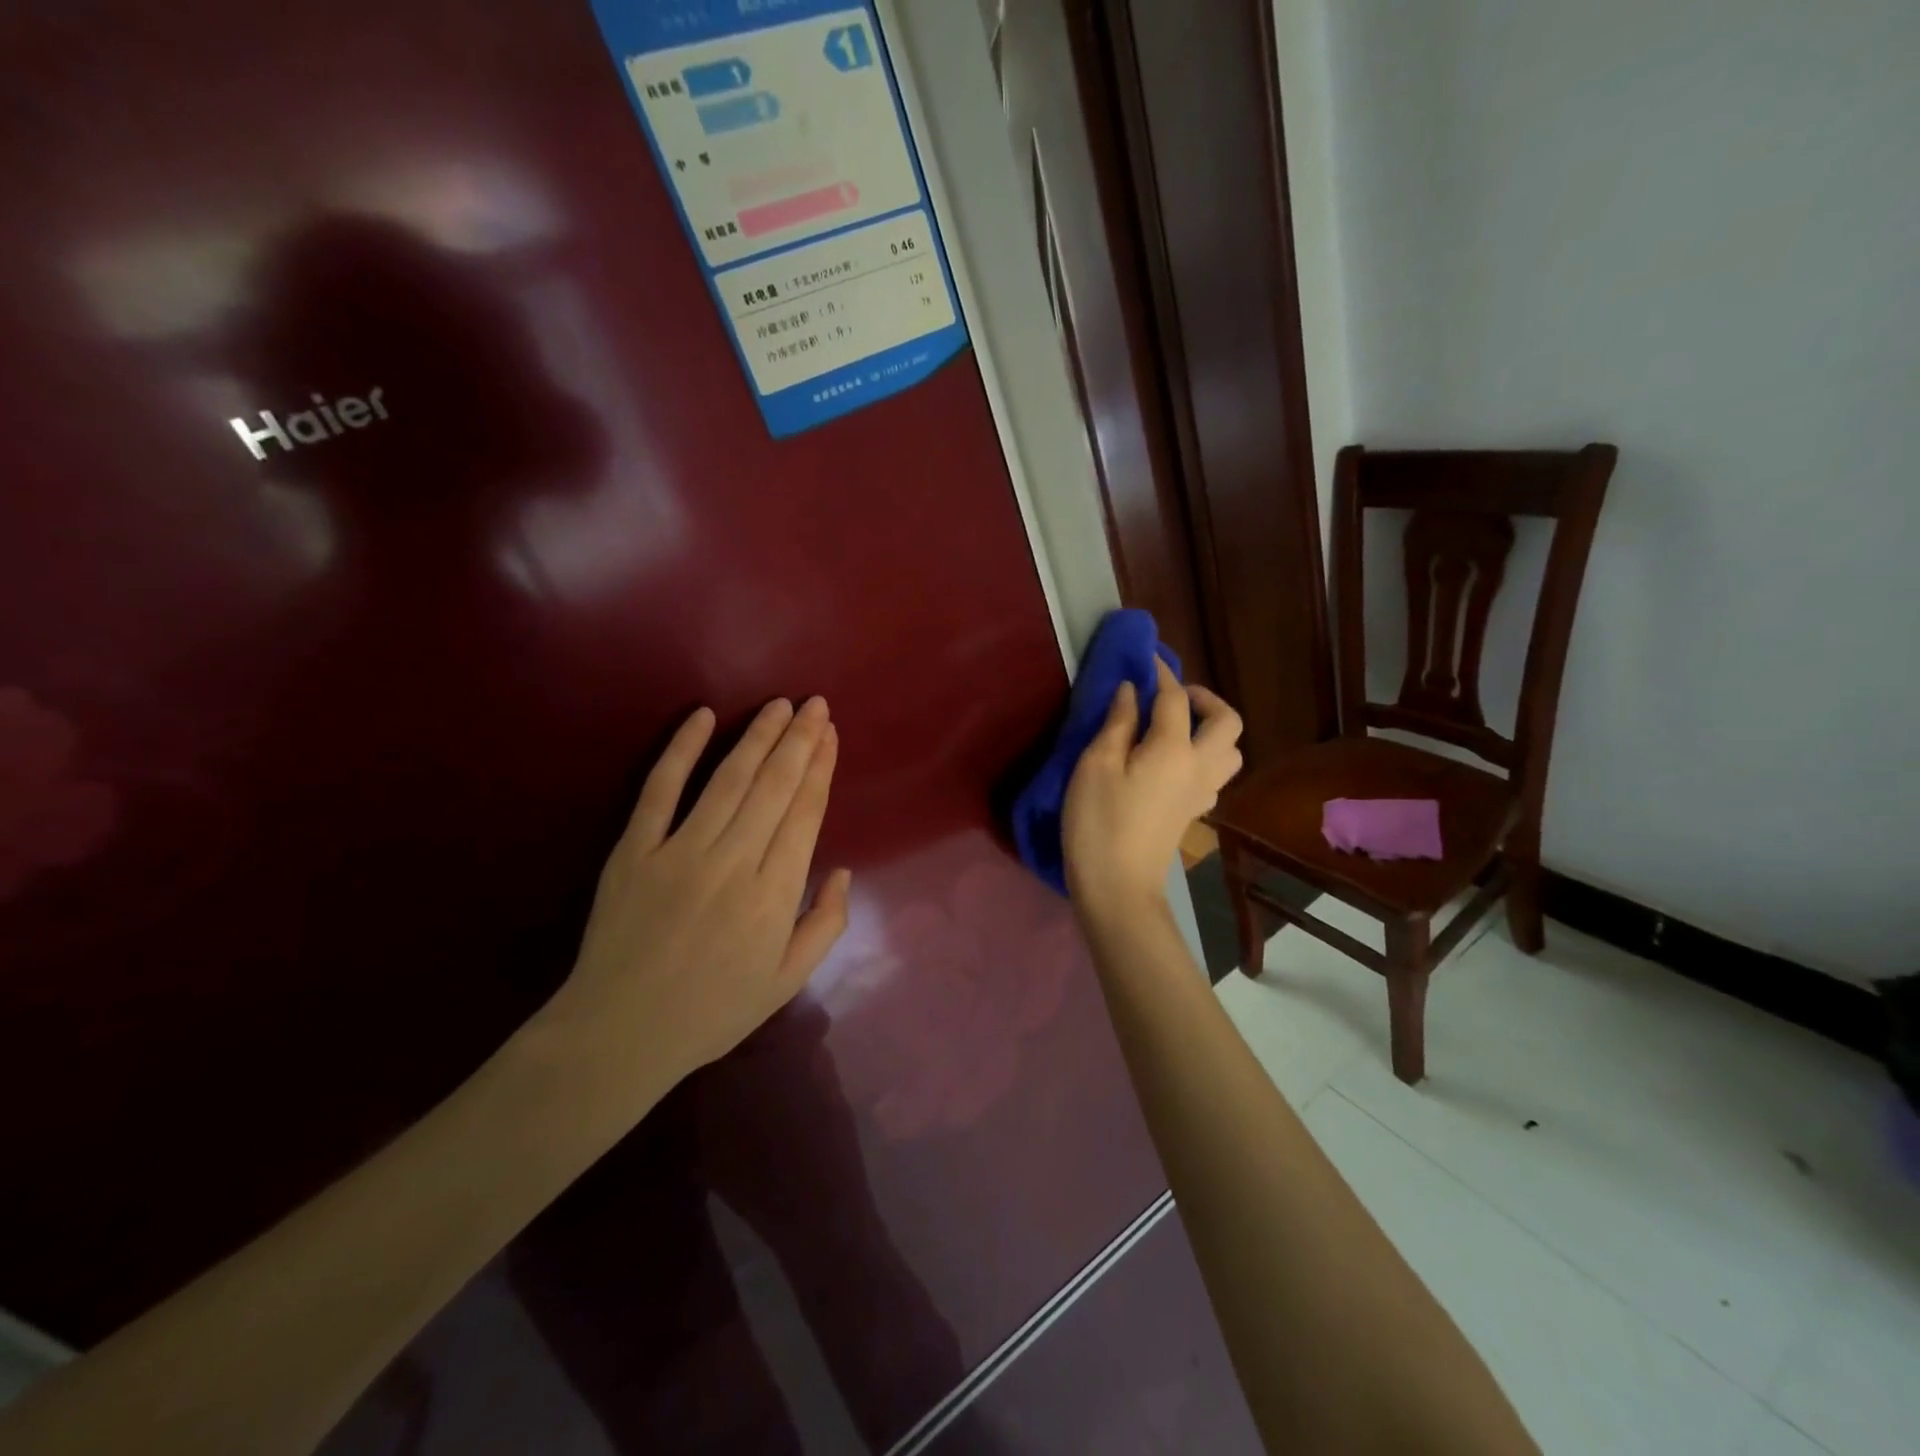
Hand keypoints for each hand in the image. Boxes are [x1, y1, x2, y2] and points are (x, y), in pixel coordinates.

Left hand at [543, 697, 851, 1102]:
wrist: (620, 1034)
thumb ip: (825, 925)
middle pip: (775, 786)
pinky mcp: (634, 850)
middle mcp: (734, 862)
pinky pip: (661, 790)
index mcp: (775, 894)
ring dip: (757, 736)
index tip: (830, 734)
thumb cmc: (712, 1012)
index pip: (805, 813)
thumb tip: (841, 871)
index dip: (821, 768)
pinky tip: (702, 716)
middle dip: (799, 739)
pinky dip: (681, 749)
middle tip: (814, 703)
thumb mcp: (786, 982)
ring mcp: (680, 852)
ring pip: (728, 779)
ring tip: (779, 705)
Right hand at [1062, 660, 1242, 914]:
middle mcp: (1199, 766)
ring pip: (1230, 750)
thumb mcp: (1096, 766)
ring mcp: (1201, 792)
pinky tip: (1171, 760)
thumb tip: (1132, 691)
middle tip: (1171, 695)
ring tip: (1176, 726)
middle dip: (1205, 698)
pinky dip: (1204, 755)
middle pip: (1227, 721)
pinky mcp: (1193, 811)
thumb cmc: (1099, 822)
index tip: (1145, 658)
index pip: (1175, 698)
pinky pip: (1215, 772)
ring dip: (1212, 729)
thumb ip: (1118, 723)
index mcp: (1174, 749)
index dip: (1160, 673)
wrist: (1117, 887)